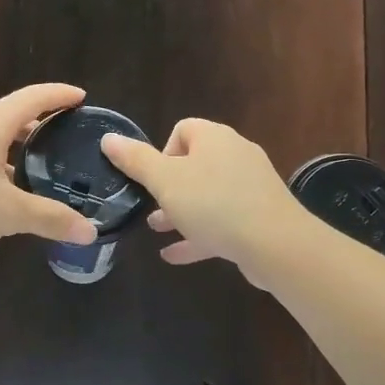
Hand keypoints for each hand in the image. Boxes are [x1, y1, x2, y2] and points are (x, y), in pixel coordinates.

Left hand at [0, 84, 100, 264]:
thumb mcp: (8, 215)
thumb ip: (49, 219)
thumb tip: (90, 232)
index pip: (30, 99)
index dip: (57, 95)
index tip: (80, 97)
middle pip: (7, 118)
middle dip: (35, 126)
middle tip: (60, 139)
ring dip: (10, 151)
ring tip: (29, 172)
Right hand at [100, 119, 310, 287]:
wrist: (275, 243)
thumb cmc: (213, 204)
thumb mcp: (165, 181)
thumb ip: (135, 160)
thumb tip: (109, 138)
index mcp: (214, 138)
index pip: (183, 129)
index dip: (161, 151)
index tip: (150, 178)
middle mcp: (235, 155)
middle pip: (194, 163)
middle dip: (168, 186)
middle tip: (150, 206)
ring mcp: (250, 187)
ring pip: (207, 195)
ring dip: (180, 211)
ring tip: (156, 229)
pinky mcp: (258, 217)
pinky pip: (221, 221)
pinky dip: (198, 234)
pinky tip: (173, 255)